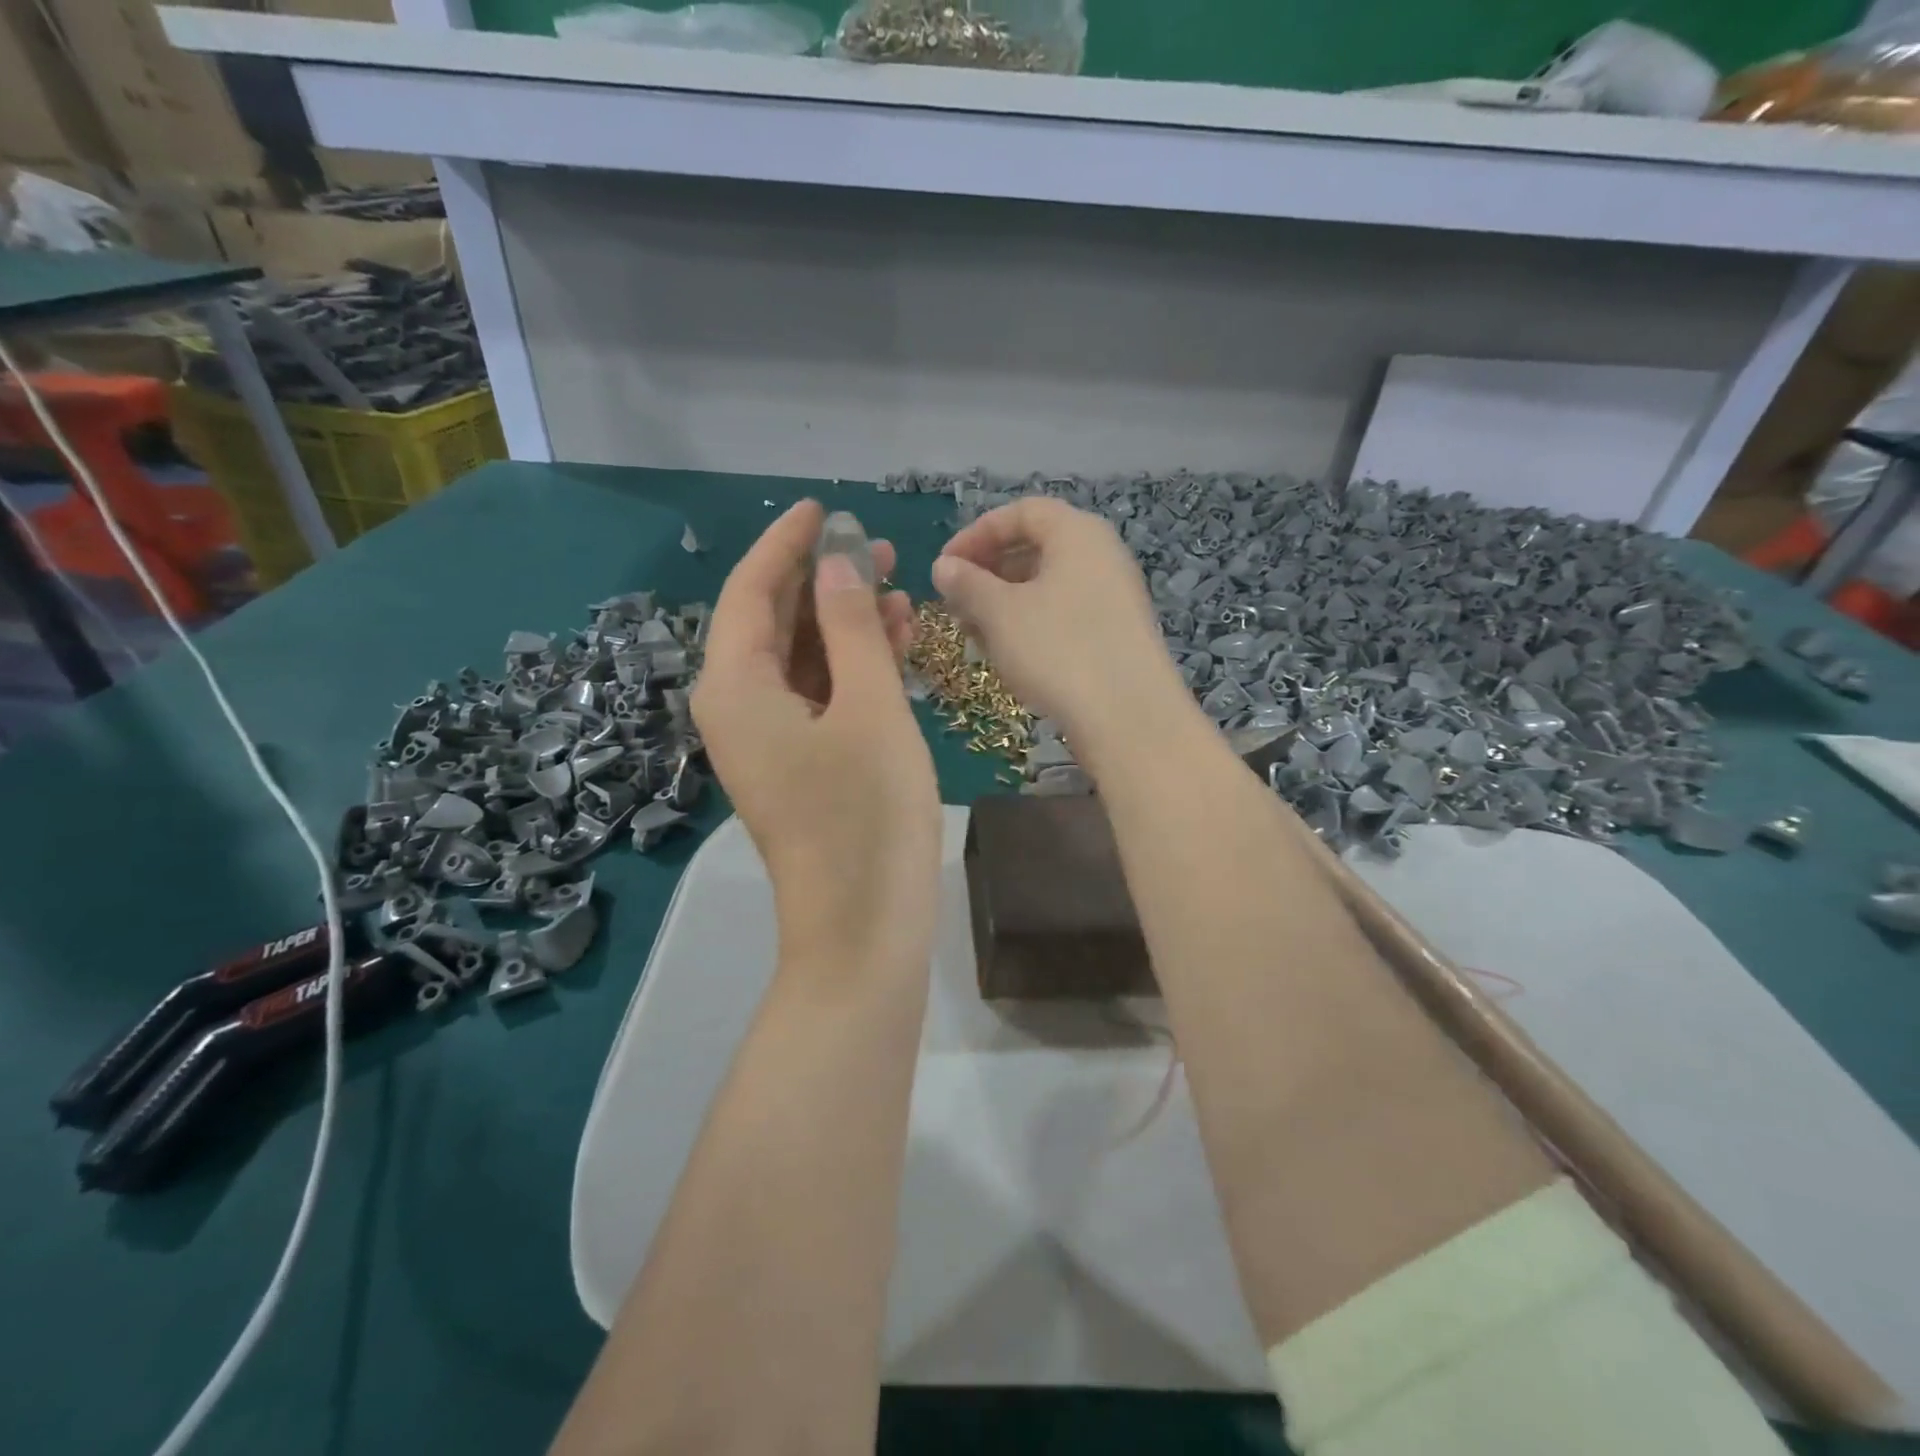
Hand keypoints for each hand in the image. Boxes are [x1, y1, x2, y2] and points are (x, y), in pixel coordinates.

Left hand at [694, 501, 941, 972]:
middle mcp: (738, 707)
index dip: (788, 543)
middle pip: (774, 622)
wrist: (863, 928)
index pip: (752, 591)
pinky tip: (897, 643)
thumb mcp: (868, 708)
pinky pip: (820, 696)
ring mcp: (769, 739)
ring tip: (901, 590)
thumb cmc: (867, 814)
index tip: (824, 506)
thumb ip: (851, 627)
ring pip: (802, 659)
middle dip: (824, 580)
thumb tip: (838, 562)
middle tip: (879, 547)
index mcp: (735, 686)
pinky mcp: (799, 764)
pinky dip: (853, 667)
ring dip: (846, 622)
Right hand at [931, 498, 1187, 755]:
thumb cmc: (1058, 650)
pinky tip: (1009, 655)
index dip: (976, 533)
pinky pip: (1065, 614)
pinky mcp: (1116, 633)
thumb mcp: (1000, 613)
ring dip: (1005, 603)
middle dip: (989, 572)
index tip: (944, 566)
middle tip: (956, 604)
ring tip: (975, 635)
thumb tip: (943, 567)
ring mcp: (1114, 596)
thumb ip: (967, 584)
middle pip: (1036, 548)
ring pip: (1048, 586)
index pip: (1021, 512)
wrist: (1128, 717)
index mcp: (1077, 533)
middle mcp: (1102, 555)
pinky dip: (1031, 625)